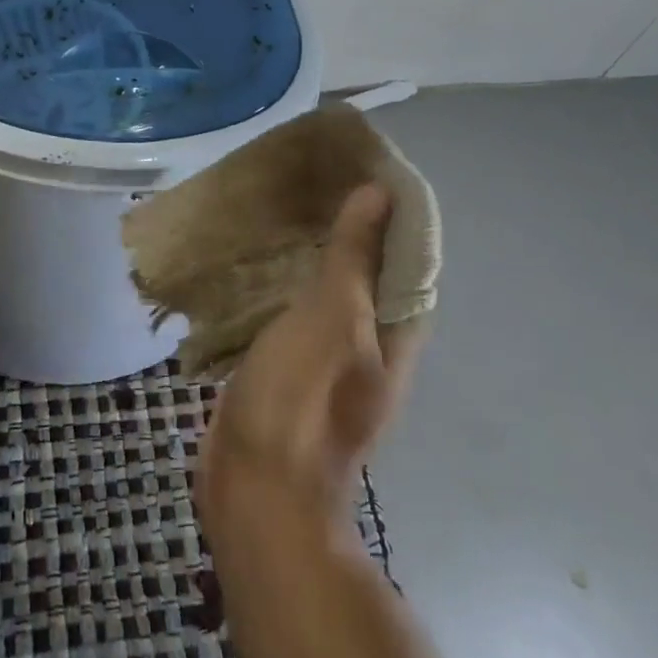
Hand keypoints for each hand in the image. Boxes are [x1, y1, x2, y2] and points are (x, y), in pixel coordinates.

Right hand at [198, 184, 422, 528]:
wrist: (257, 492)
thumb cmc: (301, 400)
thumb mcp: (332, 320)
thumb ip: (353, 258)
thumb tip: (378, 194)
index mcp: (394, 331)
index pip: (406, 256)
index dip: (390, 210)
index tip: (357, 165)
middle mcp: (368, 342)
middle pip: (365, 271)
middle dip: (344, 225)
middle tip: (307, 178)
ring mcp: (325, 357)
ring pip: (323, 290)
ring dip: (308, 252)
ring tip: (277, 206)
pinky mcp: (285, 367)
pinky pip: (288, 311)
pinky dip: (277, 282)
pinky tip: (250, 261)